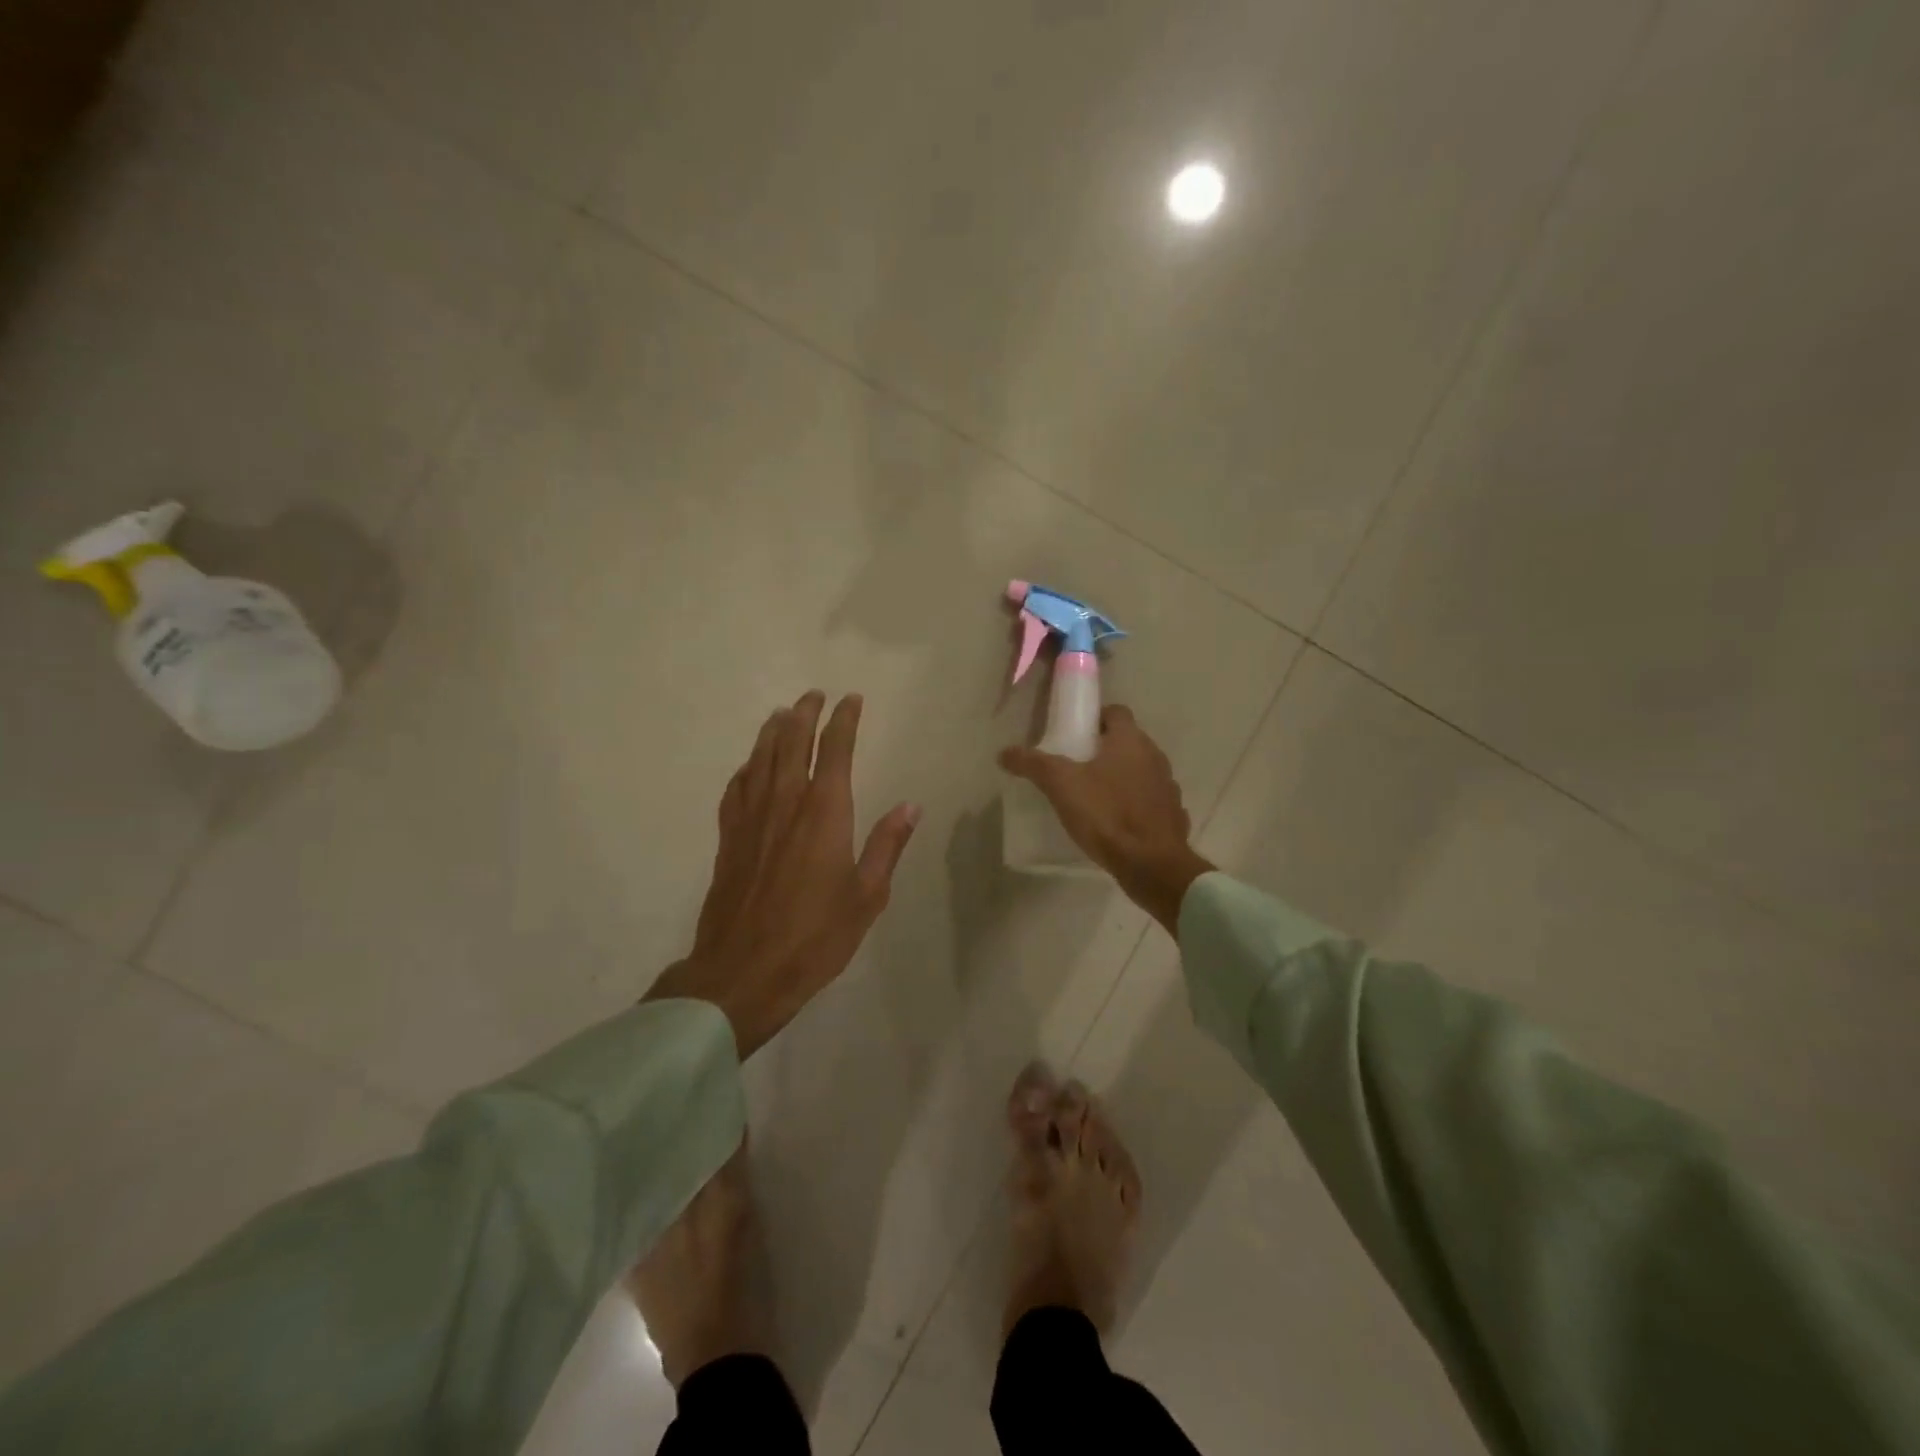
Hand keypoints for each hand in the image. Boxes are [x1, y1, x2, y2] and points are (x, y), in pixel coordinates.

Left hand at [648, 691, 920, 1055]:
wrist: (743, 971)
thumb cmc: (815, 937)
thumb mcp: (867, 896)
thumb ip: (887, 846)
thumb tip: (910, 806)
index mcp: (825, 813)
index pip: (834, 750)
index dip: (843, 720)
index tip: (851, 700)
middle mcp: (785, 804)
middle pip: (791, 743)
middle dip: (804, 714)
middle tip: (813, 695)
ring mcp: (752, 819)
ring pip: (760, 759)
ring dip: (772, 732)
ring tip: (780, 714)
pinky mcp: (729, 839)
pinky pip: (736, 789)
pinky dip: (745, 768)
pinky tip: (748, 766)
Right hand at [999, 705, 1212, 933]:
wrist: (1151, 864)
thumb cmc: (1106, 814)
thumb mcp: (1061, 786)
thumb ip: (1033, 764)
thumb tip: (1004, 753)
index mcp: (1130, 741)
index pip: (1117, 712)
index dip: (1096, 719)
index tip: (1076, 734)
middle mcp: (1155, 757)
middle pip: (1129, 742)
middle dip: (1105, 750)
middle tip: (1077, 766)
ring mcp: (1168, 787)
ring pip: (1142, 772)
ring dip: (1123, 777)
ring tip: (1095, 796)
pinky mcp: (1173, 816)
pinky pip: (1152, 802)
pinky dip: (1136, 805)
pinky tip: (1117, 823)